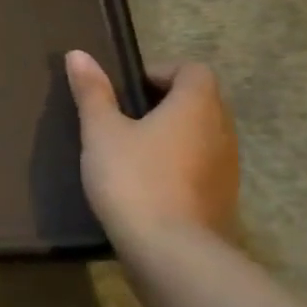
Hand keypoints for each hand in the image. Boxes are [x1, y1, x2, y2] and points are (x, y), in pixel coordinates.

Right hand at [65, 51, 238, 242]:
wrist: (172, 252)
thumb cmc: (133, 179)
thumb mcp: (101, 132)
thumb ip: (92, 93)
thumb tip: (78, 54)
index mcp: (196, 106)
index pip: (192, 70)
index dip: (161, 72)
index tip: (127, 90)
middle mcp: (221, 130)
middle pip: (200, 101)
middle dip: (165, 103)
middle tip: (123, 118)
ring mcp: (228, 168)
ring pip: (201, 135)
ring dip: (172, 135)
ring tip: (132, 152)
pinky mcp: (223, 199)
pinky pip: (202, 166)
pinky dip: (179, 165)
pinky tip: (146, 184)